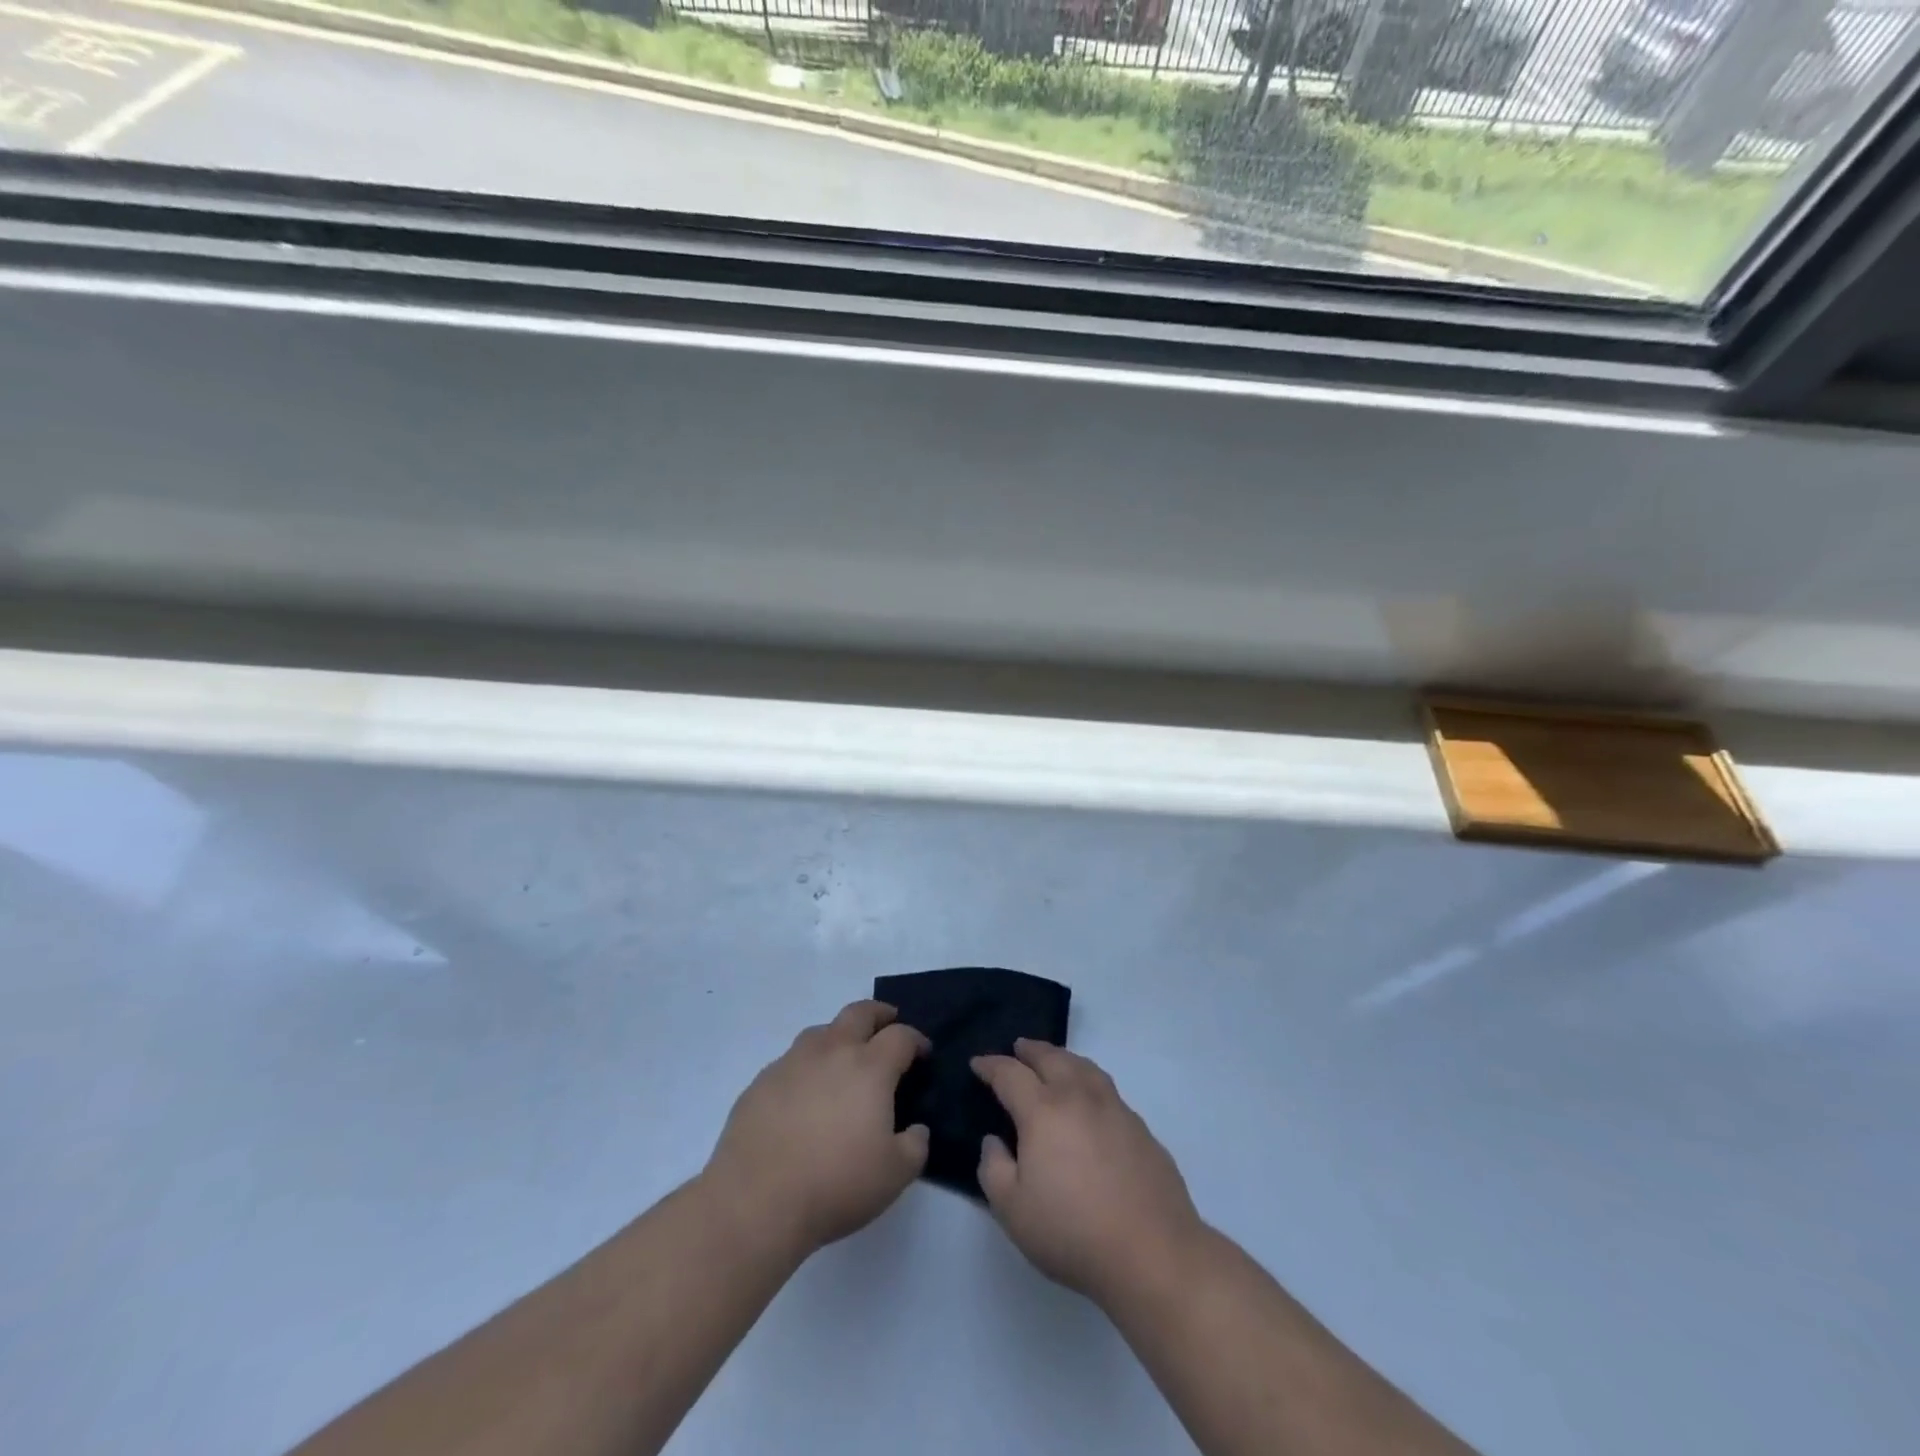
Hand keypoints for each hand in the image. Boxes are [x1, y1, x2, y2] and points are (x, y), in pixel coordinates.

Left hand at [703, 999, 929, 1259]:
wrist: (756, 1203)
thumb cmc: (836, 1185)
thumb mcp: (895, 1175)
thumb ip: (915, 1146)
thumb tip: (916, 1130)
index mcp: (869, 1067)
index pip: (900, 1036)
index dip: (916, 1040)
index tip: (922, 1053)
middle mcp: (831, 1052)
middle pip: (859, 1013)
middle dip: (878, 1014)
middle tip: (887, 1025)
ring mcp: (791, 1063)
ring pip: (821, 1031)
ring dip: (839, 1036)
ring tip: (843, 1059)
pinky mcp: (760, 1083)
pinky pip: (790, 1062)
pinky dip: (806, 1067)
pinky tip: (804, 1095)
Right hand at [973, 1039, 1203, 1306]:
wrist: (1152, 1252)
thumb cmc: (1072, 1232)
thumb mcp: (1012, 1210)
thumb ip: (994, 1169)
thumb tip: (994, 1140)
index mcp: (1043, 1111)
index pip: (1010, 1074)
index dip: (991, 1065)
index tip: (978, 1063)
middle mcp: (1078, 1097)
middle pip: (1051, 1058)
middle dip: (1030, 1050)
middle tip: (1017, 1047)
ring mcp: (1115, 1109)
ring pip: (1084, 1067)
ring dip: (1063, 1058)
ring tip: (1054, 1061)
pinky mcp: (1140, 1128)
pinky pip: (1107, 1089)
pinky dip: (1089, 1081)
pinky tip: (1089, 1100)